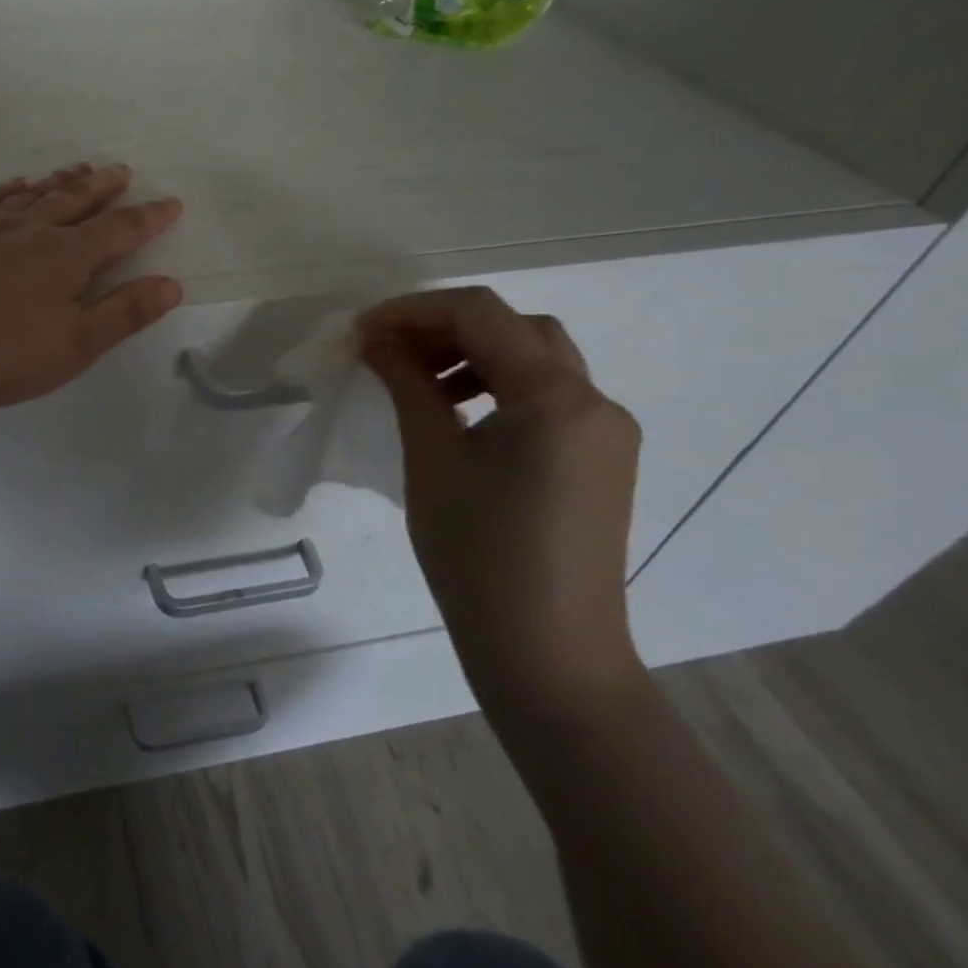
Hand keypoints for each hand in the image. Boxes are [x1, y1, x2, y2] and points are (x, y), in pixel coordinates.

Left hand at [0, 164, 184, 411]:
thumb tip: (171, 284)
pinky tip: (12, 185)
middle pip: (75, 200)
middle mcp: (30, 229)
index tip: (171, 202)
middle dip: (103, 186)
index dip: (149, 217)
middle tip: (120, 170)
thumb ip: (124, 314)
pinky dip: (5, 189)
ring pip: (32, 194)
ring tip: (77, 168)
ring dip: (59, 181)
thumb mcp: (73, 347)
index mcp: (66, 256)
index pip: (119, 230)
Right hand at [360, 287, 644, 717]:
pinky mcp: (601, 457)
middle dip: (443, 326)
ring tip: (417, 379)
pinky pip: (547, 393)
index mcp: (555, 398)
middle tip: (387, 349)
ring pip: (535, 355)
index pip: (480, 314)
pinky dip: (498, 382)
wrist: (550, 657)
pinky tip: (459, 412)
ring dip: (472, 351)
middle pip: (513, 327)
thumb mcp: (432, 460)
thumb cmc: (479, 559)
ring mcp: (605, 430)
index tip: (363, 331)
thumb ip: (408, 384)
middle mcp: (594, 401)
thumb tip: (378, 340)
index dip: (413, 310)